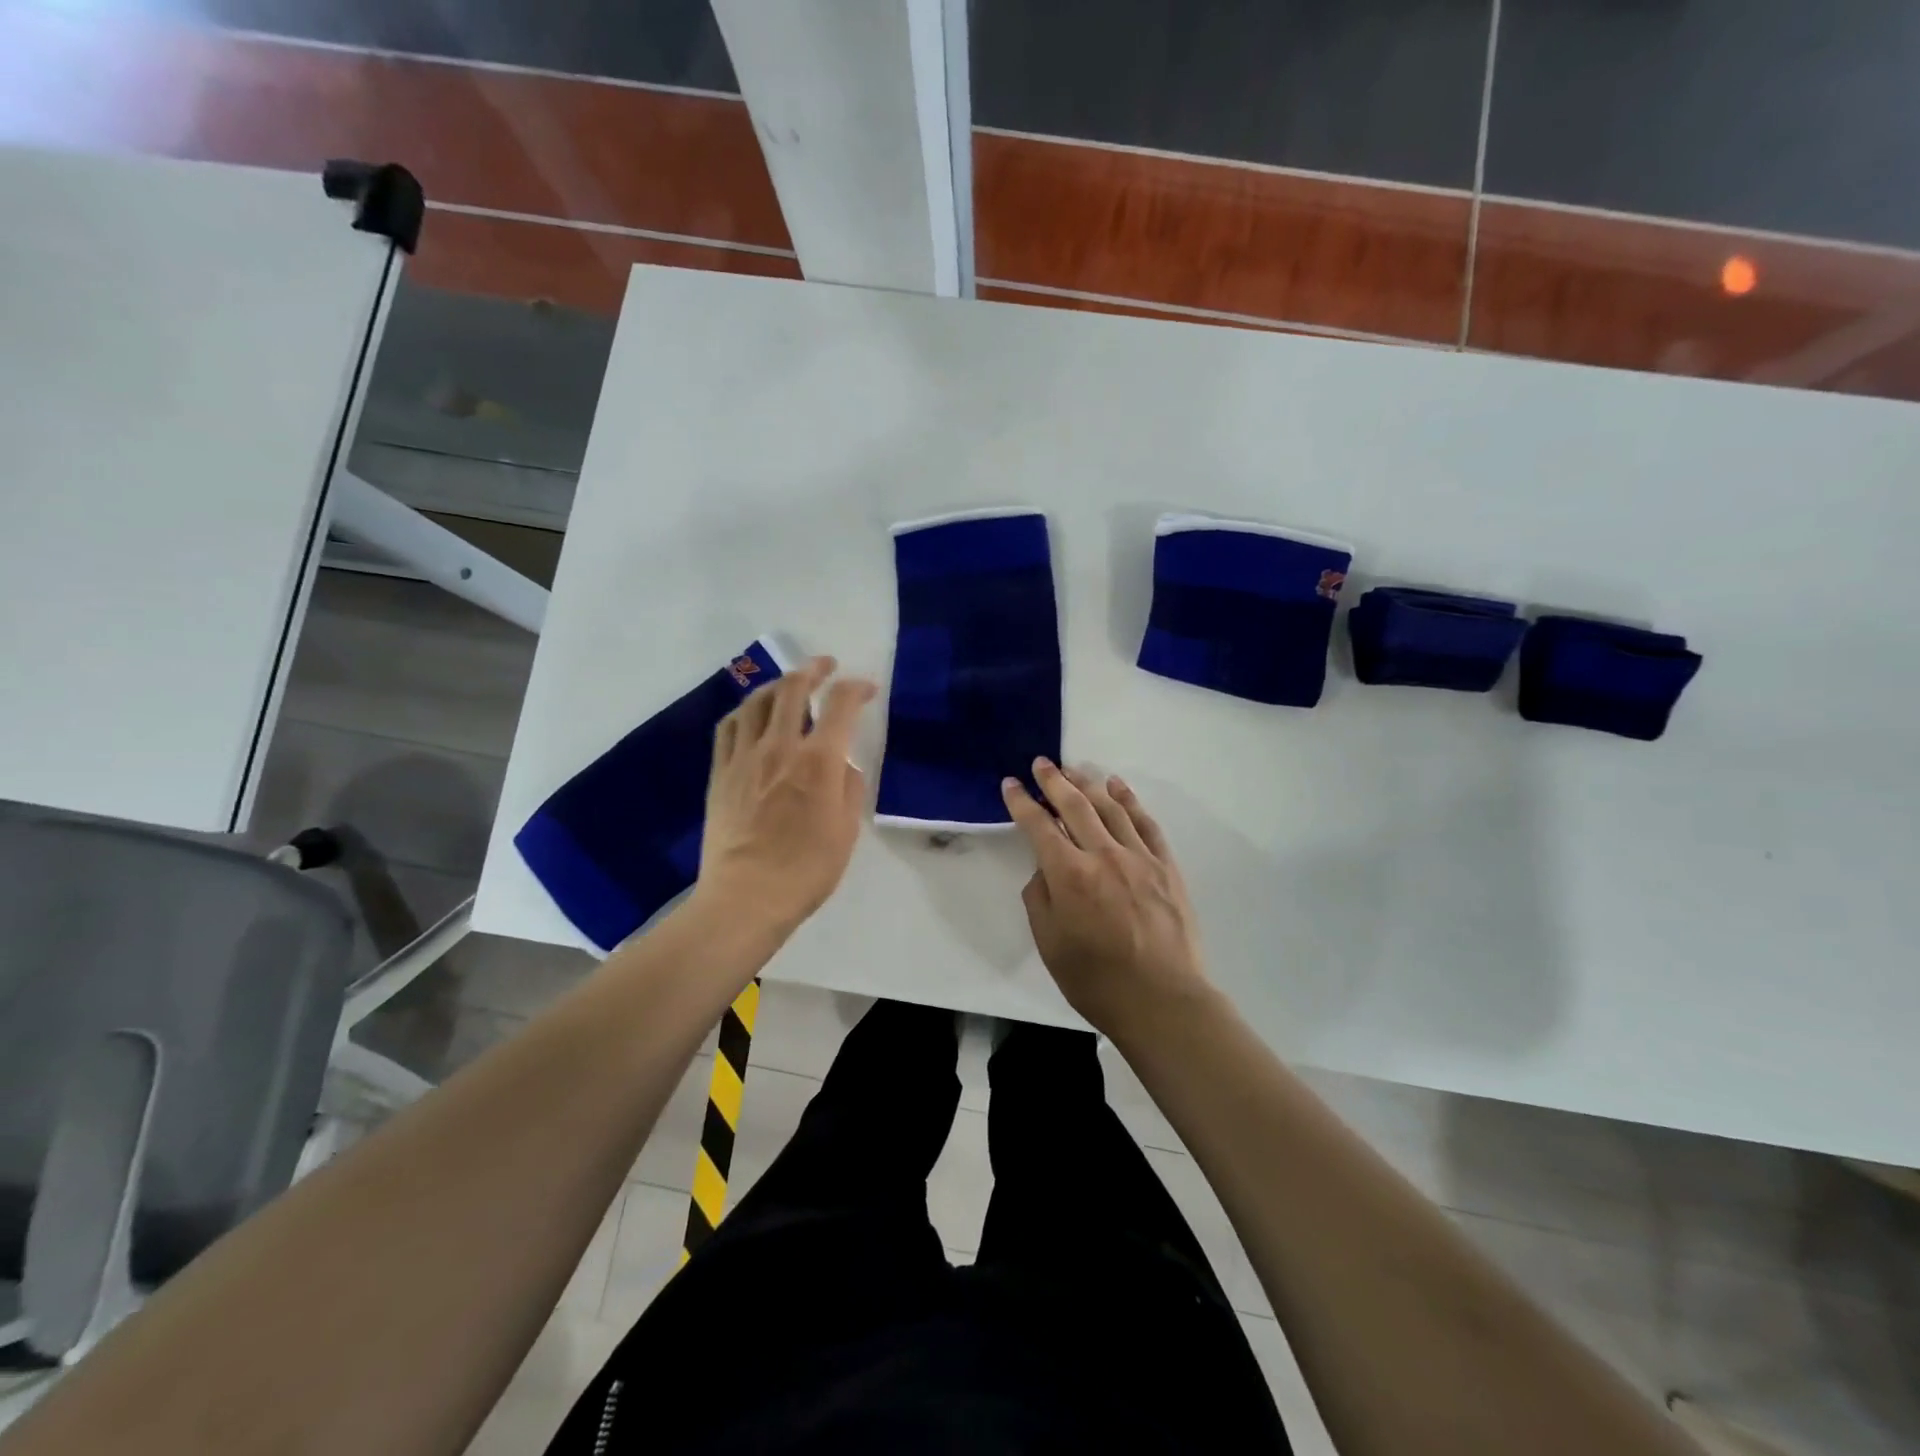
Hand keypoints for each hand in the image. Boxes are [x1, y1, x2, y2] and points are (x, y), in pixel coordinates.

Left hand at [695, 656, 876, 934]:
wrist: (746, 897)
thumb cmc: (806, 870)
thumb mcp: (846, 831)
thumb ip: (849, 789)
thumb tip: (843, 767)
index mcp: (818, 762)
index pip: (840, 705)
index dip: (856, 688)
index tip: (866, 689)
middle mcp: (780, 747)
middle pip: (793, 689)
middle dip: (813, 669)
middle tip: (826, 666)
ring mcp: (744, 758)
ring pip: (757, 701)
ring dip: (777, 685)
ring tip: (788, 686)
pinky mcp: (721, 773)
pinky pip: (729, 727)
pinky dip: (745, 711)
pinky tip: (752, 715)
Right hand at [1001, 759, 1209, 1039]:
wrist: (1163, 1000)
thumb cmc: (1096, 979)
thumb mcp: (1050, 943)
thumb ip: (1041, 897)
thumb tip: (1044, 868)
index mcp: (1069, 875)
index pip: (1038, 826)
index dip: (1021, 802)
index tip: (1011, 784)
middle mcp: (1102, 855)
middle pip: (1074, 805)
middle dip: (1053, 781)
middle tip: (1041, 763)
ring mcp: (1138, 857)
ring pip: (1110, 807)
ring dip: (1088, 783)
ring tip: (1073, 768)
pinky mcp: (1165, 865)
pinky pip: (1145, 823)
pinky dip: (1129, 800)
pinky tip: (1117, 787)